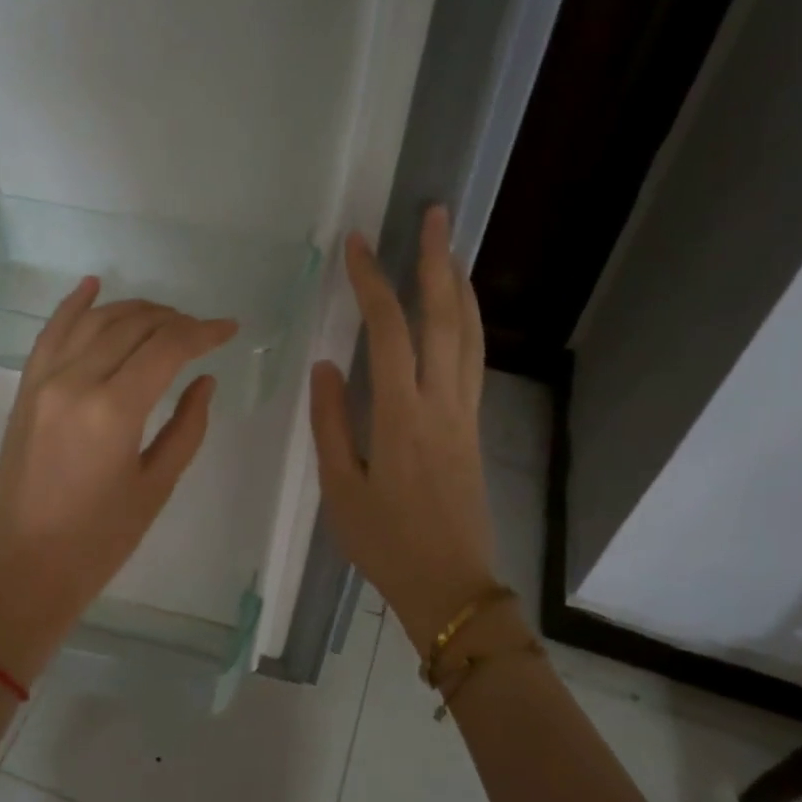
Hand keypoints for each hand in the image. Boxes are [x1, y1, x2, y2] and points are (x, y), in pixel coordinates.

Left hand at [0, 280, 236, 685]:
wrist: (26, 570)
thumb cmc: (100, 541)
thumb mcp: (155, 487)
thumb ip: (187, 427)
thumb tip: (204, 381)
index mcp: (114, 411)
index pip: (167, 347)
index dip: (204, 332)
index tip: (230, 329)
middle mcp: (75, 382)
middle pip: (132, 326)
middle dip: (173, 320)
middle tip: (201, 331)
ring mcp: (42, 383)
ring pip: (93, 321)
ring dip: (133, 310)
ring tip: (164, 317)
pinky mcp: (24, 392)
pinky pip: (49, 334)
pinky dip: (73, 306)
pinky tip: (94, 285)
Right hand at [310, 205, 503, 659]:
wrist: (450, 586)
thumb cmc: (385, 544)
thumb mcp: (341, 488)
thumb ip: (332, 423)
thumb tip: (326, 365)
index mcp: (402, 416)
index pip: (390, 331)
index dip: (374, 282)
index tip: (357, 245)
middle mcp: (442, 404)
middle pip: (446, 318)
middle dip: (437, 261)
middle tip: (434, 215)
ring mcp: (465, 416)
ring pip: (471, 336)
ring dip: (460, 287)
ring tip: (450, 249)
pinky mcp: (474, 430)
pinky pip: (474, 362)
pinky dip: (468, 324)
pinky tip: (458, 314)